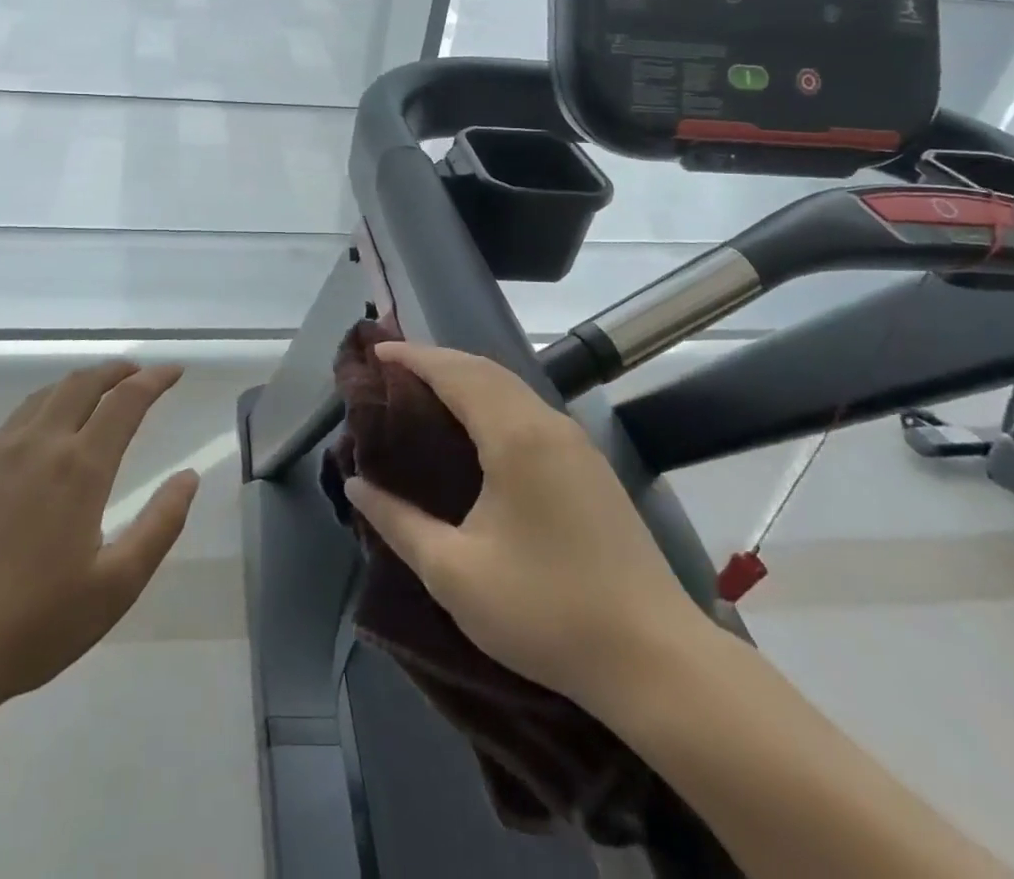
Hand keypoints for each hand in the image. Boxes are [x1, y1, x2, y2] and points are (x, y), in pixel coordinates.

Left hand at [0, 361, 199, 731]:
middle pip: (83, 383)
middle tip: (137, 372)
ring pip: (45, 396)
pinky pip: (11, 421)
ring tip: (96, 391)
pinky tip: (41, 433)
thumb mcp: (116, 586)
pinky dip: (41, 410)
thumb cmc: (34, 624)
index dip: (155, 379)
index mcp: (80, 468)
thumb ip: (160, 525)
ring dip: (78, 384)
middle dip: (116, 370)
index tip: (174, 371)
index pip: (126, 401)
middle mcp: (39, 445)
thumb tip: (189, 476)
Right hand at [345, 343, 710, 713]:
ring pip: (512, 388)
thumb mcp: (455, 574)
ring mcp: (577, 443)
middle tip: (393, 367)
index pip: (456, 374)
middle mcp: (548, 424)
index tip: (376, 352)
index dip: (413, 357)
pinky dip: (493, 399)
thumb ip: (398, 523)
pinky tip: (478, 426)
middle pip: (484, 370)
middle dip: (437, 360)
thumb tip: (356, 485)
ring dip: (467, 378)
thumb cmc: (546, 611)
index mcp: (515, 436)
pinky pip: (530, 410)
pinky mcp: (591, 467)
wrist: (657, 660)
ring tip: (427, 389)